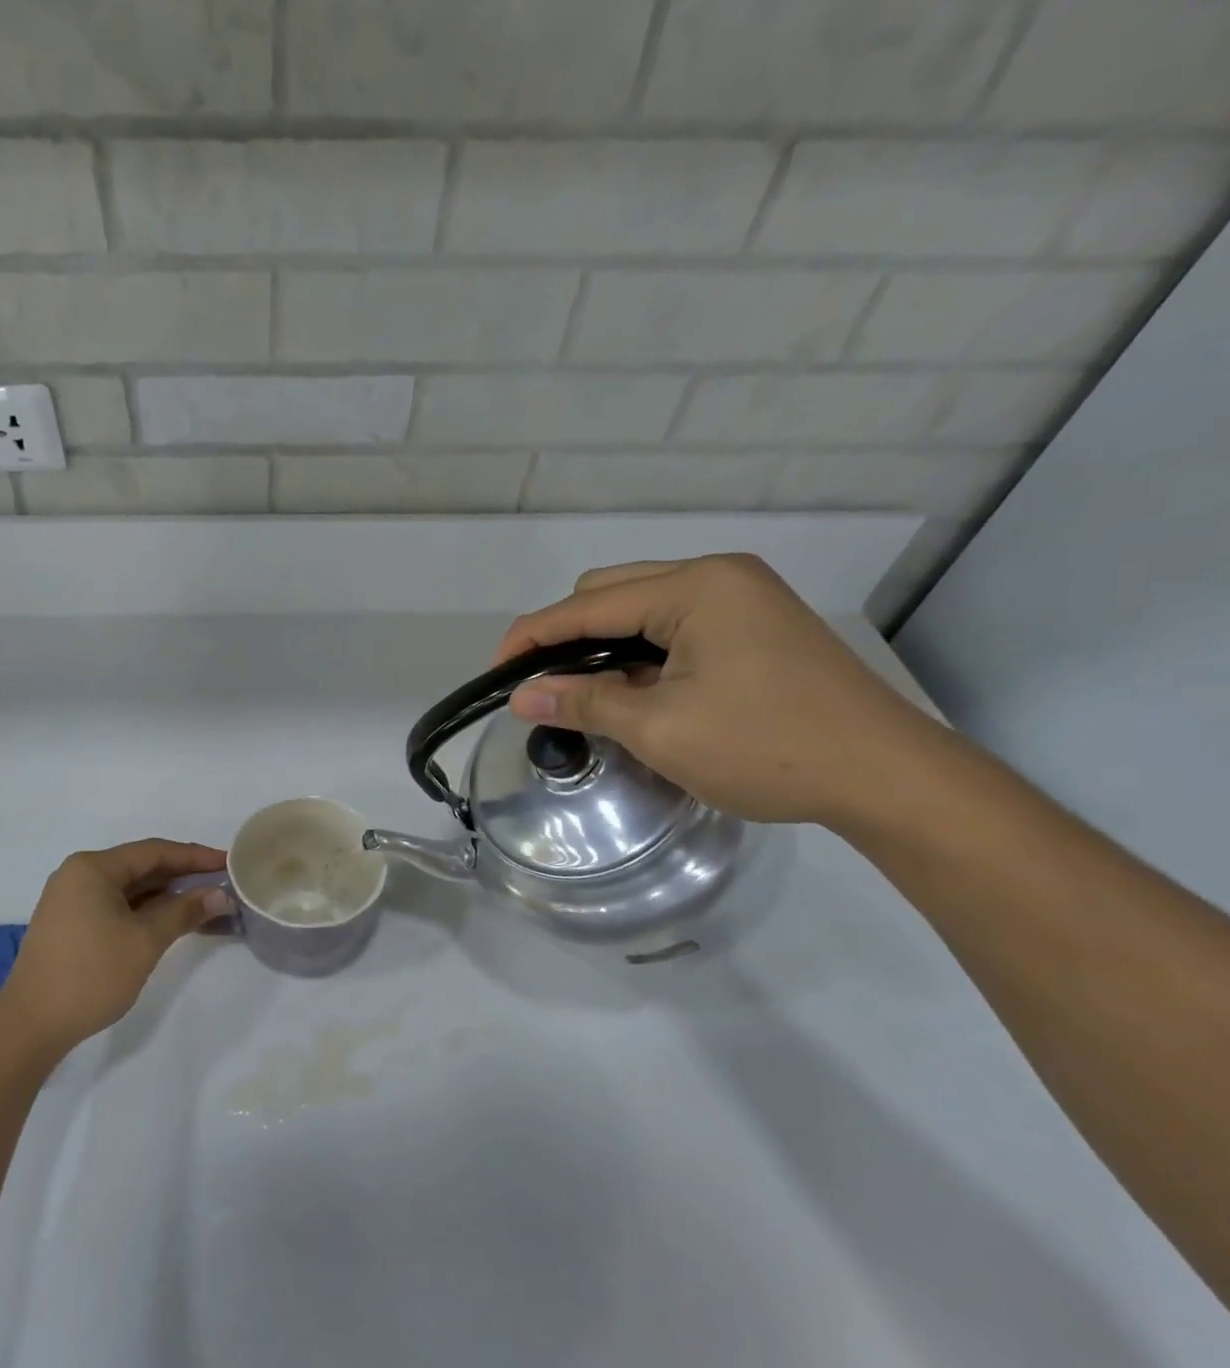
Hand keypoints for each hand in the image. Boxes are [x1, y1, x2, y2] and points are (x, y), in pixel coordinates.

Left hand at [0, 839, 230, 1055]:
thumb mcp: (145, 941)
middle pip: (141, 866)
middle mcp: (79, 874)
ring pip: (129, 888)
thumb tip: (220, 894)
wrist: (30, 1026)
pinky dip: (145, 910)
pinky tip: (171, 919)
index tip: (229, 862)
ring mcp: (71, 900)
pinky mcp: (70, 923)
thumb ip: (184, 912)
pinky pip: (116, 905)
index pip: (154, 851)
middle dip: (182, 875)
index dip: (195, 857)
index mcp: (93, 868)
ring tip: (205, 901)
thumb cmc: (90, 975)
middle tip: (222, 881)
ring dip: (165, 895)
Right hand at [495, 554, 944, 827]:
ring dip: (602, 645)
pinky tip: (631, 689)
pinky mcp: (754, 624)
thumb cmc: (766, 748)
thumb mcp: (660, 729)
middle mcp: (717, 576)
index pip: (587, 604)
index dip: (532, 637)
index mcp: (695, 587)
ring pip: (641, 608)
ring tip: (580, 692)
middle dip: (565, 636)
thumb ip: (584, 702)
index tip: (496, 675)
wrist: (886, 777)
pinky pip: (673, 625)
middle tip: (542, 687)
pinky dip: (638, 652)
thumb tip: (522, 696)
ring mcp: (741, 597)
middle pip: (611, 592)